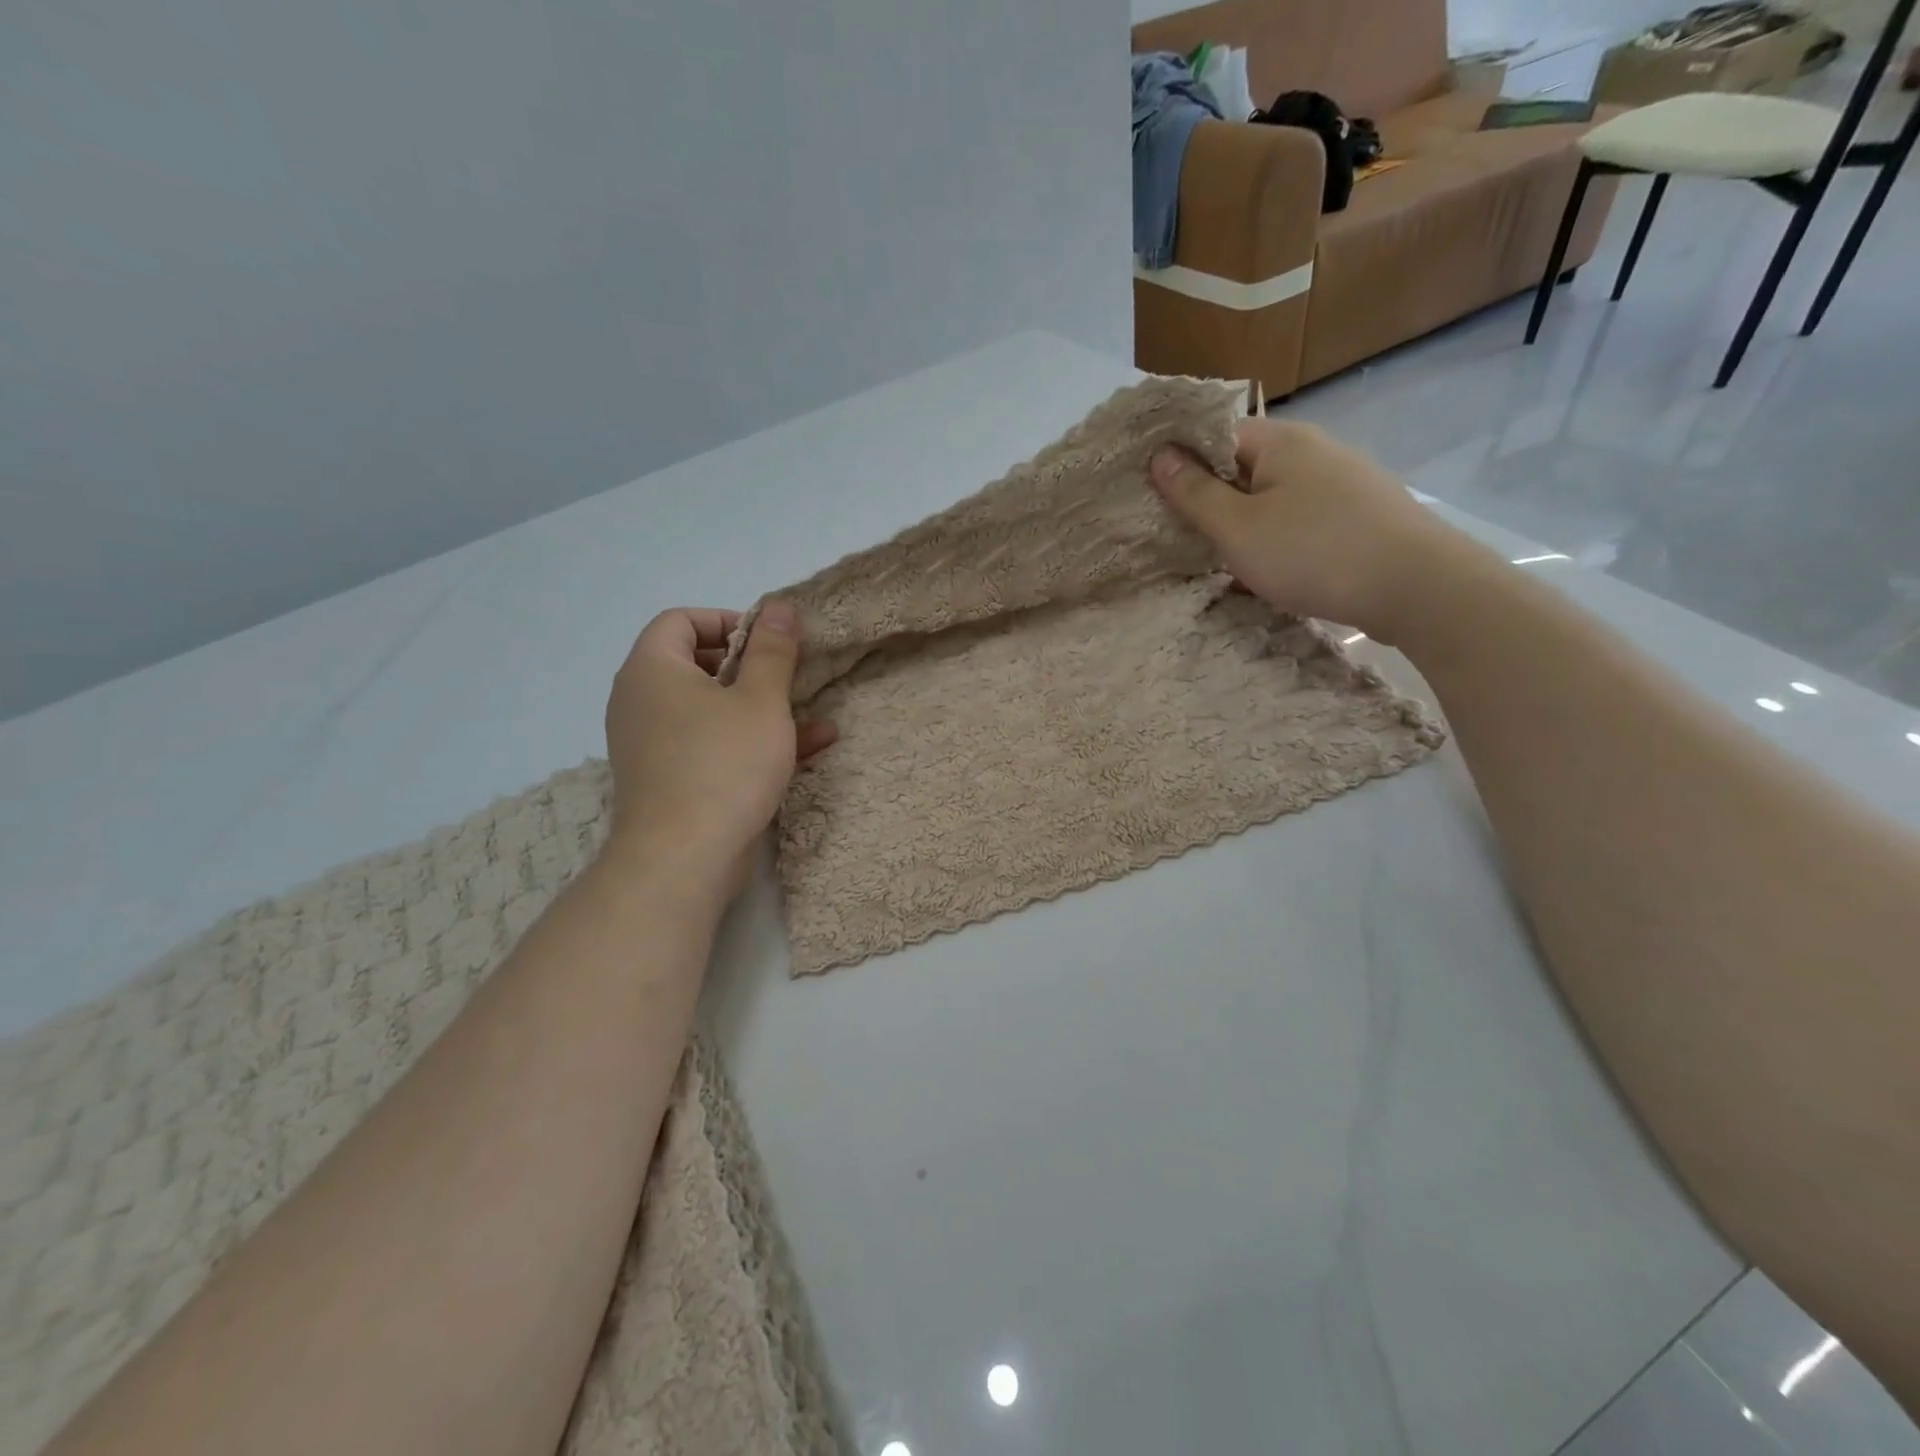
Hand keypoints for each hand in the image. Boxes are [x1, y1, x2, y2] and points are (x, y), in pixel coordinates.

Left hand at [604, 604, 835, 893]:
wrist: (683, 859)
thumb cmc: (724, 765)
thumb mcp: (761, 701)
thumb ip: (773, 651)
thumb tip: (780, 607)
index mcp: (652, 669)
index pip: (680, 620)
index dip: (728, 621)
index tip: (770, 643)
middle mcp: (641, 701)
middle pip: (696, 664)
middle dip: (752, 668)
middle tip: (789, 677)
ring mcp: (652, 744)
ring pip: (711, 710)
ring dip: (762, 709)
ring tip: (812, 714)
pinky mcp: (669, 779)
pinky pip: (711, 745)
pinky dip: (749, 741)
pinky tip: (808, 749)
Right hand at [1149, 419, 1465, 639]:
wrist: (1417, 587)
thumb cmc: (1313, 552)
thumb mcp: (1237, 528)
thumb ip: (1195, 493)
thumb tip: (1159, 454)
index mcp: (1280, 440)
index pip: (1215, 434)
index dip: (1182, 462)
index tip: (1157, 498)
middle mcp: (1314, 449)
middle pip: (1245, 466)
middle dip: (1212, 499)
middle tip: (1183, 537)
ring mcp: (1343, 481)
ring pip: (1274, 497)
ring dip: (1245, 525)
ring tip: (1223, 561)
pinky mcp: (1361, 514)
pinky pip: (1302, 519)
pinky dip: (1279, 539)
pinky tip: (1272, 572)